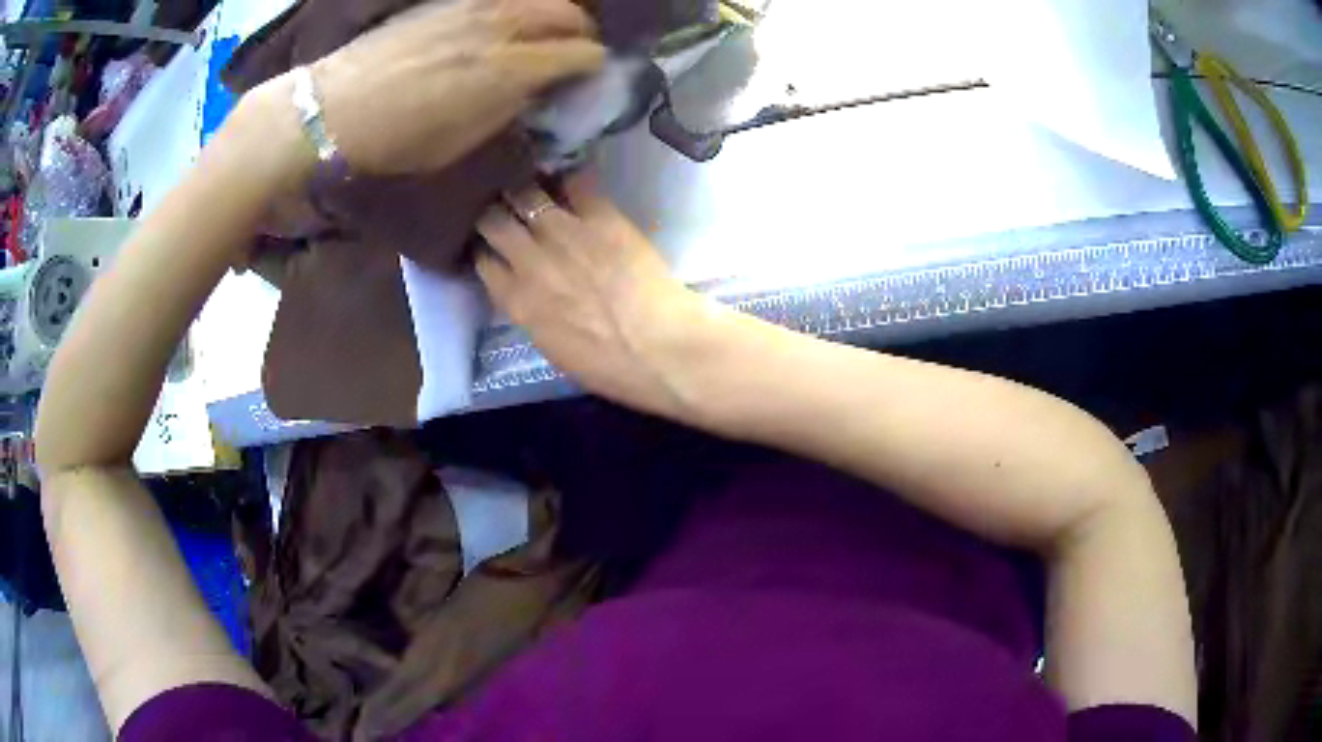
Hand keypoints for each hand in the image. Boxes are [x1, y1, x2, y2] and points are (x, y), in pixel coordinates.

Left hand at [309, 0, 605, 174]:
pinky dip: (519, 7)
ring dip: (553, 13)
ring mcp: (477, 4)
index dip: (593, 67)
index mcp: (511, 68)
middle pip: (571, 14)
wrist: (334, 108)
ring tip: (544, 33)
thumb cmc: (397, 139)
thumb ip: (511, 108)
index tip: (586, 79)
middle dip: (581, 34)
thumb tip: (538, 89)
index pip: (582, 53)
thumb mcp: (465, 140)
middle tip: (572, 53)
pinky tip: (507, 22)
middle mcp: (504, 24)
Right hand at [476, 172, 708, 417]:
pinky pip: (575, 182)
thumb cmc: (610, 367)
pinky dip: (569, 178)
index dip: (483, 247)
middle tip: (502, 203)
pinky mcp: (600, 216)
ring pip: (525, 193)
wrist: (661, 349)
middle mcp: (529, 260)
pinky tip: (570, 179)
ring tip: (531, 182)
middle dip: (492, 209)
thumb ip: (531, 313)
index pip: (482, 261)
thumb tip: (526, 292)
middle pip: (493, 220)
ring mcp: (563, 233)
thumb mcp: (553, 348)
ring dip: (524, 187)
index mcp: (517, 301)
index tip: (489, 242)